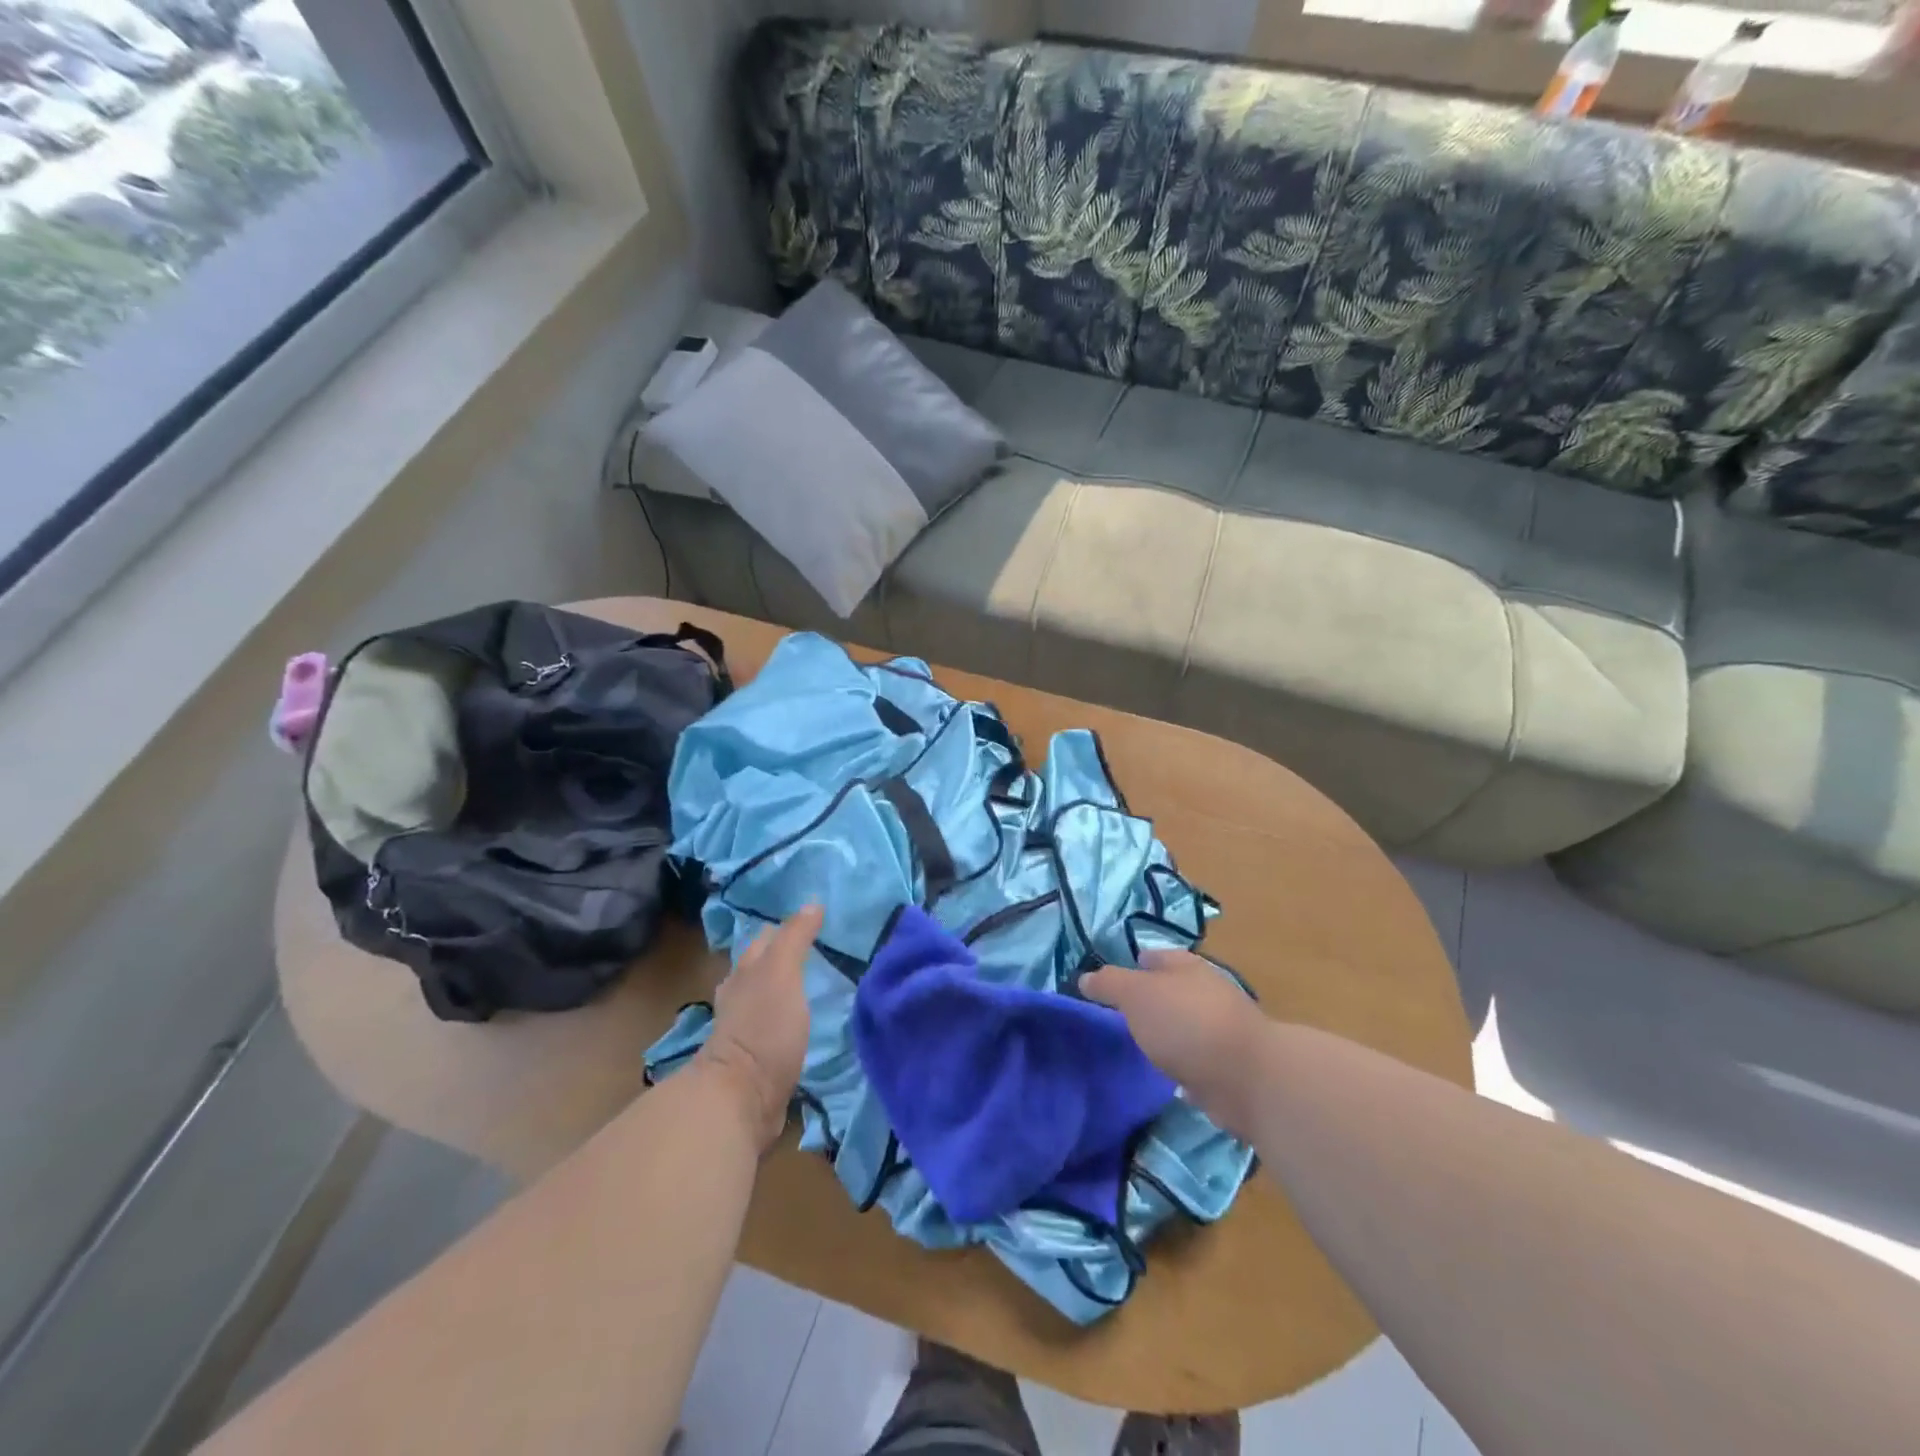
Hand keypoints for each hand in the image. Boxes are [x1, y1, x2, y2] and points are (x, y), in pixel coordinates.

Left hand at [697, 904, 820, 1151]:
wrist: (741, 1099)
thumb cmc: (762, 1028)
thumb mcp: (782, 973)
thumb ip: (795, 938)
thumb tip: (813, 903)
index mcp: (745, 972)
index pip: (766, 938)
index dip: (787, 926)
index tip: (816, 920)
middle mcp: (741, 997)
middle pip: (763, 968)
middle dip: (786, 957)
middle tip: (821, 950)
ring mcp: (747, 1031)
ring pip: (768, 999)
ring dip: (788, 990)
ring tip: (819, 985)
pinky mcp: (759, 1060)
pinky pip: (777, 1029)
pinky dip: (791, 1021)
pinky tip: (809, 1024)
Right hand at [1081, 950, 1270, 1139]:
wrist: (1247, 1078)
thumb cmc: (1186, 1023)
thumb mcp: (1136, 995)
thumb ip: (1110, 984)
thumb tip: (1085, 978)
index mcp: (1187, 967)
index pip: (1157, 956)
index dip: (1135, 964)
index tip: (1113, 980)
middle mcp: (1208, 992)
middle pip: (1174, 990)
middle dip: (1152, 999)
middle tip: (1122, 1014)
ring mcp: (1222, 1031)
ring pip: (1186, 1025)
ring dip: (1168, 1033)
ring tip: (1141, 1045)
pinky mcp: (1230, 1067)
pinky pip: (1198, 1060)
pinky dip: (1184, 1064)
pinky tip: (1168, 1076)